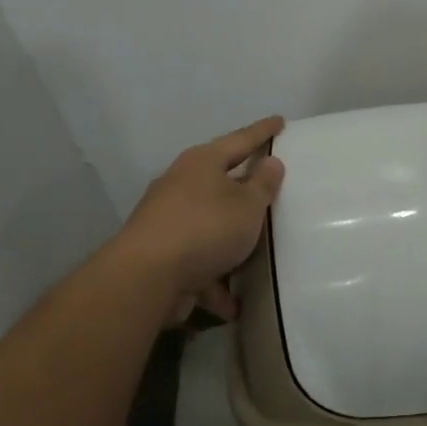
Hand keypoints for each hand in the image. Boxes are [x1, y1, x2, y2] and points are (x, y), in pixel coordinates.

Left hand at [120, 116, 286, 324]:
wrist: (147, 277)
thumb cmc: (205, 228)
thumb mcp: (247, 205)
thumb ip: (263, 184)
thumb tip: (271, 163)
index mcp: (201, 164)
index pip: (240, 140)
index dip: (262, 132)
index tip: (279, 121)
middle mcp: (181, 186)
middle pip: (219, 183)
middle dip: (243, 190)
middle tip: (269, 187)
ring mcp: (168, 222)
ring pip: (209, 227)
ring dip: (230, 243)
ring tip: (257, 256)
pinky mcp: (161, 255)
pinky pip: (198, 263)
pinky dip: (214, 280)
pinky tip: (232, 304)